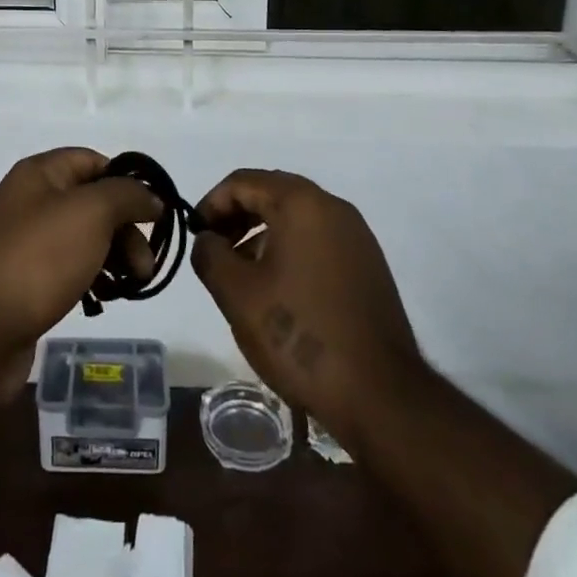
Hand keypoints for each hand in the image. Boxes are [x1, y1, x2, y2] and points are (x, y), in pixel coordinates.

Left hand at [0, 148, 163, 357]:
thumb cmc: (39, 258)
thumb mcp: (92, 212)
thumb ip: (127, 196)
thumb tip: (151, 197)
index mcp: (40, 174)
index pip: (93, 161)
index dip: (126, 181)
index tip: (154, 213)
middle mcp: (31, 201)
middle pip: (93, 203)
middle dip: (126, 229)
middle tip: (145, 265)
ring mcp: (26, 244)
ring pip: (85, 239)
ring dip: (115, 257)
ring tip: (132, 285)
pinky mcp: (26, 282)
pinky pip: (70, 269)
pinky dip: (94, 279)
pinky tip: (105, 298)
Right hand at [192, 169, 425, 447]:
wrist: (381, 395)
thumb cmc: (299, 334)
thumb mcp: (237, 294)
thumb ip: (210, 255)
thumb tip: (208, 241)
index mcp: (302, 203)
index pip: (244, 182)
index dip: (211, 203)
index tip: (196, 235)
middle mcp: (333, 207)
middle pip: (272, 192)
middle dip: (237, 215)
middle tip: (214, 247)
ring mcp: (356, 236)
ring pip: (296, 217)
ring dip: (262, 232)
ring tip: (241, 272)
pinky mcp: (368, 265)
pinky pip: (318, 239)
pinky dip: (290, 248)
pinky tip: (277, 288)